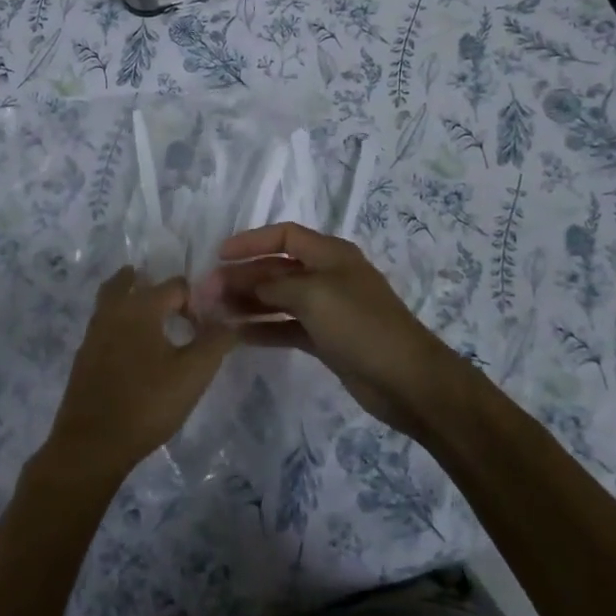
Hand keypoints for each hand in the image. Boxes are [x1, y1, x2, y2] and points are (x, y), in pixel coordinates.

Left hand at [41, 268, 234, 484]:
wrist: (92, 443)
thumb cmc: (147, 404)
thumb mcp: (193, 374)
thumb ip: (215, 342)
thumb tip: (230, 321)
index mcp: (141, 306)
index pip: (175, 286)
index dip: (196, 301)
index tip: (207, 325)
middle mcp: (113, 310)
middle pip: (130, 281)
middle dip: (154, 286)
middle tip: (176, 305)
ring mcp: (93, 332)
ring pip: (112, 300)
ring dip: (131, 299)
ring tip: (153, 319)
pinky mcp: (84, 355)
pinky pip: (104, 324)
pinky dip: (119, 323)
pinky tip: (133, 349)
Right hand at [198, 223, 468, 438]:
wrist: (407, 379)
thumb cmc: (360, 325)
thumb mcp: (313, 295)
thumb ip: (273, 286)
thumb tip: (243, 285)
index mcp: (330, 254)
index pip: (284, 235)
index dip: (251, 241)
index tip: (219, 255)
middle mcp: (327, 276)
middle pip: (277, 268)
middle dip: (243, 276)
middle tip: (208, 291)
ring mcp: (327, 309)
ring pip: (279, 299)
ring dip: (249, 302)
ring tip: (215, 312)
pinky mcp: (326, 339)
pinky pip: (287, 327)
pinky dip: (264, 328)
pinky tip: (238, 334)